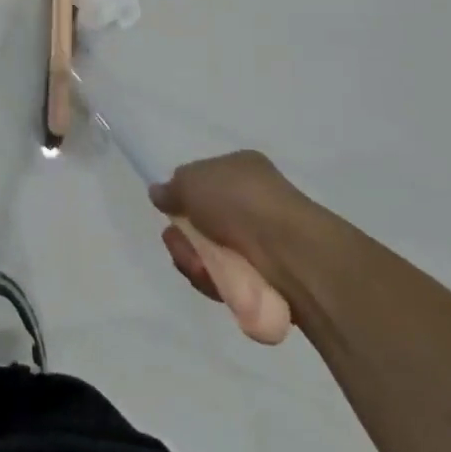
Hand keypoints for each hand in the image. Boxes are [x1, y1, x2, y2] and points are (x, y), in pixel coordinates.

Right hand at [149, 151, 304, 305]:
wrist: (290, 253)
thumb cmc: (240, 202)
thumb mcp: (191, 180)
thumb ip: (171, 187)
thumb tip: (159, 193)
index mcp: (241, 170)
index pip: (202, 181)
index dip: (182, 196)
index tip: (170, 209)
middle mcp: (252, 203)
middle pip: (200, 222)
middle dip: (182, 237)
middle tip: (179, 243)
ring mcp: (260, 242)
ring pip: (208, 254)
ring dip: (193, 260)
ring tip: (199, 265)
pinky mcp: (265, 278)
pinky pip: (225, 280)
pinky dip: (214, 281)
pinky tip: (214, 281)